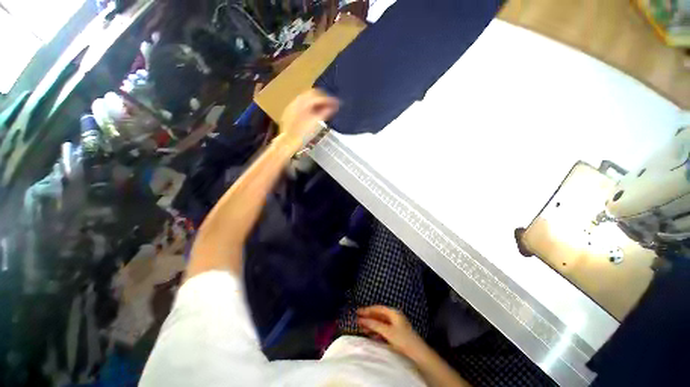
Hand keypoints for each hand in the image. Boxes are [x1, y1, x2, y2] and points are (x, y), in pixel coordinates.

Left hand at [279, 88, 338, 148]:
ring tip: (325, 107)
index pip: (317, 96)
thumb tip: (333, 107)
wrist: (288, 142)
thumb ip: (325, 113)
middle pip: (312, 94)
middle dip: (323, 98)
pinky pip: (303, 104)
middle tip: (332, 104)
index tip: (337, 103)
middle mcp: (296, 101)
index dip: (329, 99)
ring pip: (307, 98)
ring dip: (317, 101)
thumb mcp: (315, 123)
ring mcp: (292, 106)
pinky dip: (311, 105)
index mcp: (302, 103)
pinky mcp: (290, 112)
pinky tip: (315, 112)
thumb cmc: (302, 134)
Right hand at [357, 305, 428, 359]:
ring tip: (361, 327)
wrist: (418, 354)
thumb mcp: (387, 331)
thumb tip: (362, 319)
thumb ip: (374, 325)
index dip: (368, 309)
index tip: (358, 311)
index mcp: (393, 313)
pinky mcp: (396, 335)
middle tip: (357, 319)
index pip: (378, 308)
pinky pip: (383, 330)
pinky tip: (370, 335)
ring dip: (371, 325)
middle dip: (368, 318)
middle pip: (379, 315)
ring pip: (380, 323)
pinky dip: (376, 331)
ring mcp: (395, 326)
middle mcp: (394, 317)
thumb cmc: (403, 339)